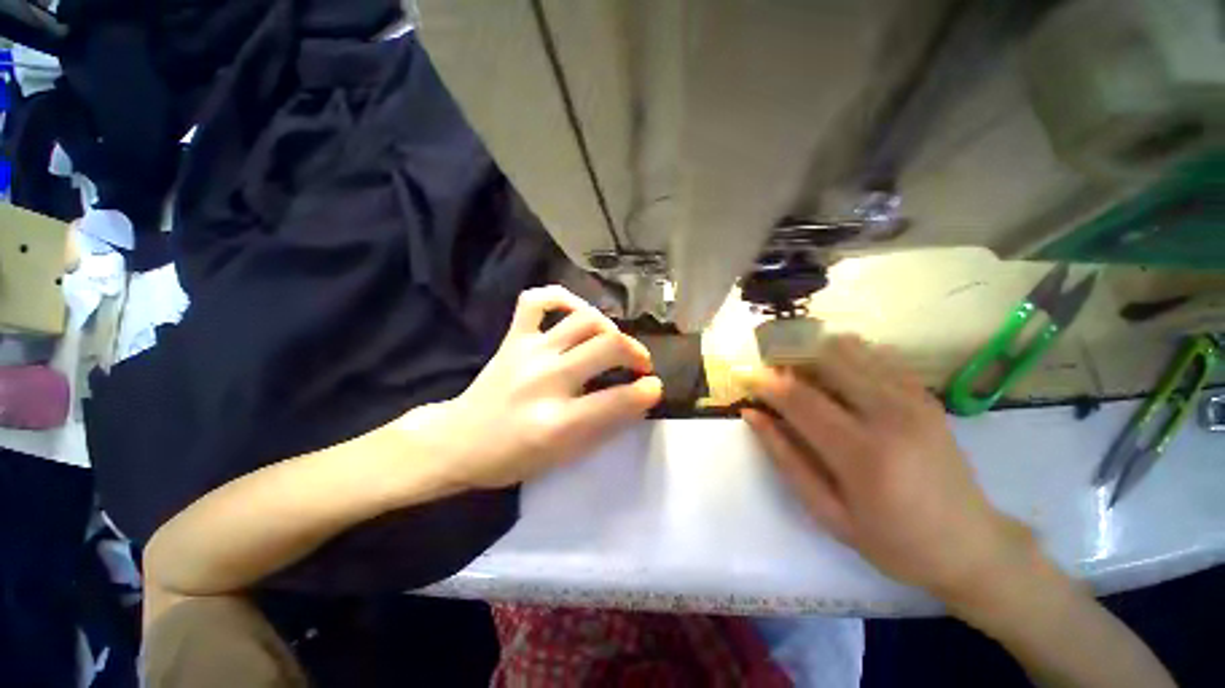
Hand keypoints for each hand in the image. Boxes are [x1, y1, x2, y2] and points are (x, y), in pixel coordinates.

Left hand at [411, 286, 661, 489]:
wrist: (458, 442)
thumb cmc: (512, 457)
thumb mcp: (564, 456)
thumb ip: (603, 426)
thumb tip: (637, 398)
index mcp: (558, 421)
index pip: (619, 399)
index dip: (647, 391)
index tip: (655, 387)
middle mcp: (546, 379)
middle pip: (608, 346)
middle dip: (637, 353)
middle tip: (640, 364)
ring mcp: (528, 352)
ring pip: (584, 320)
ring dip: (610, 329)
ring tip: (613, 343)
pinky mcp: (513, 338)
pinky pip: (538, 300)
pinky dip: (563, 299)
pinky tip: (576, 313)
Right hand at [740, 335, 1035, 603]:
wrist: (971, 545)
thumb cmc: (892, 540)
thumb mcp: (827, 511)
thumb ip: (785, 457)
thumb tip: (751, 414)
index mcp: (861, 454)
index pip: (798, 398)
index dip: (765, 382)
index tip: (745, 377)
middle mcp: (889, 415)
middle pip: (825, 360)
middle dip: (790, 358)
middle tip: (773, 374)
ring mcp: (913, 400)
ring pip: (851, 350)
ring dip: (816, 353)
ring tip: (803, 375)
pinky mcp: (925, 396)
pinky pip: (878, 356)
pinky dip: (848, 356)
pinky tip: (838, 375)